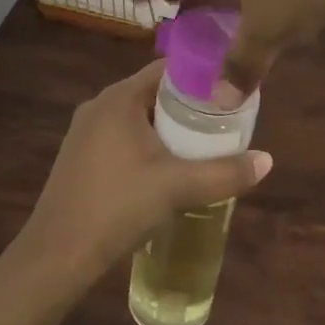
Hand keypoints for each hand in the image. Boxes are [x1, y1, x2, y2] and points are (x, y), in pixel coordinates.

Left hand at [18, 61, 272, 283]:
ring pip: (138, 118)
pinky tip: (166, 169)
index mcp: (119, 98)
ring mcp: (85, 132)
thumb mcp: (178, 188)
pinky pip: (122, 137)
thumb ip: (225, 173)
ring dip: (168, 128)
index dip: (202, 76)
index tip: (231, 90)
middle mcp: (99, 105)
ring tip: (203, 146)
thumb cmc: (118, 207)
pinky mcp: (80, 157)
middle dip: (189, 107)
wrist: (57, 255)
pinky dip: (147, 145)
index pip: (168, 69)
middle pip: (154, 94)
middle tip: (224, 122)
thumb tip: (267, 160)